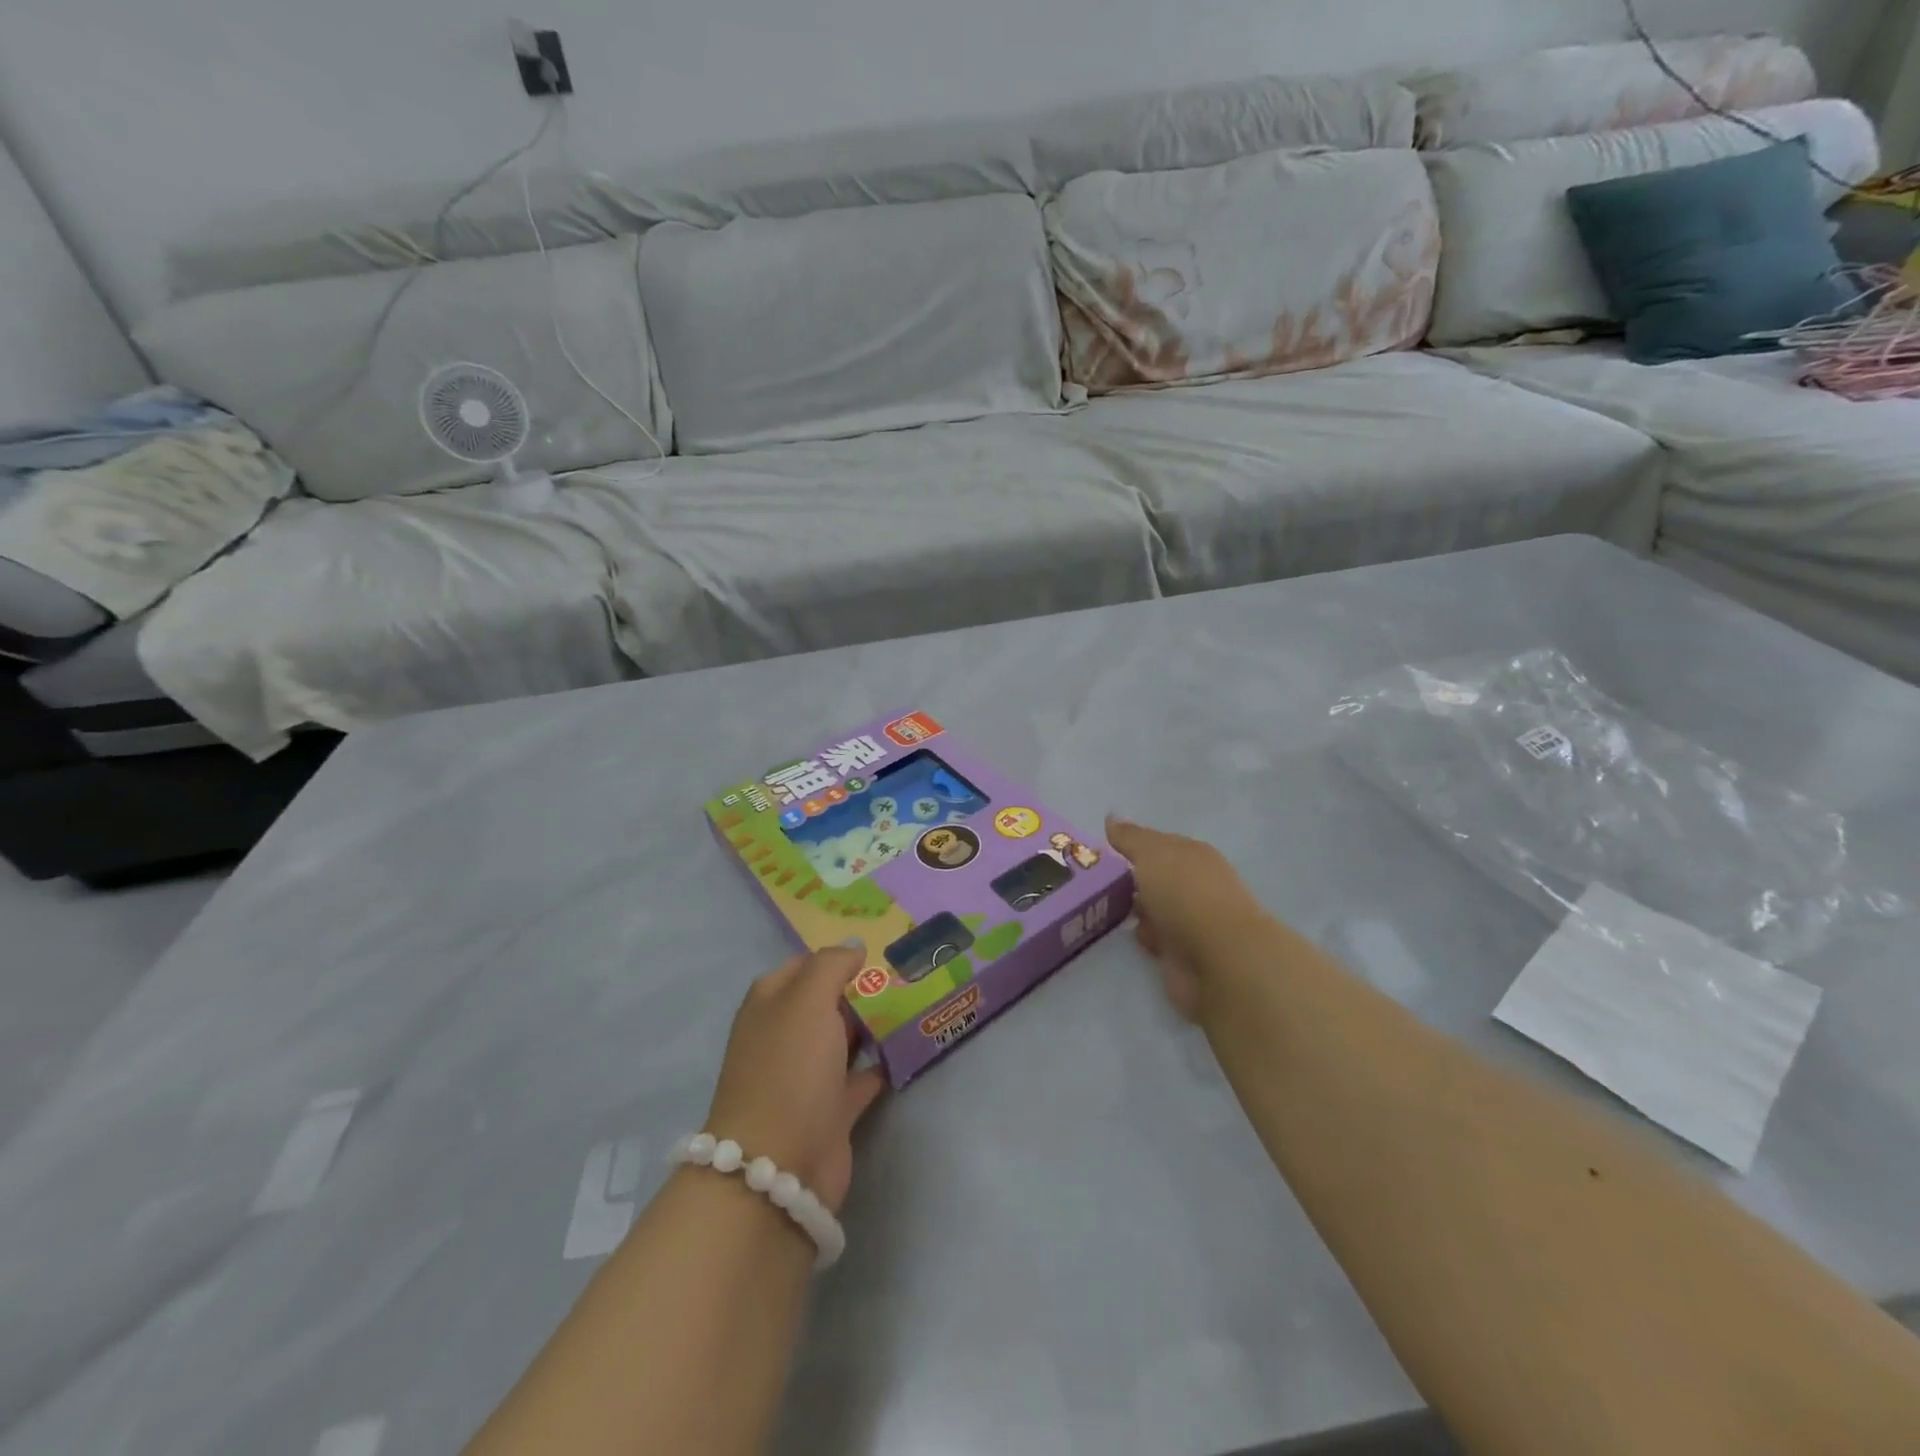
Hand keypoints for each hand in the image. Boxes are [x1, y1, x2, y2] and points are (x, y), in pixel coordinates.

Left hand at [705, 945, 886, 1213]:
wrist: (779, 1166)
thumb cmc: (789, 1069)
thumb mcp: (807, 1000)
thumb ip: (831, 965)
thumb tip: (854, 947)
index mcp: (771, 1004)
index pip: (804, 965)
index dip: (837, 955)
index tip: (879, 948)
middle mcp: (785, 1035)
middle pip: (826, 1001)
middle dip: (861, 987)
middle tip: (907, 972)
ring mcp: (807, 1075)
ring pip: (844, 1038)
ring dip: (874, 1023)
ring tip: (916, 1001)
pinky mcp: (831, 1110)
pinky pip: (861, 1076)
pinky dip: (882, 1063)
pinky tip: (910, 1047)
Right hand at [1106, 816, 1267, 1022]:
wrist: (1217, 960)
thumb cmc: (1185, 894)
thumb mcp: (1152, 854)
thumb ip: (1130, 838)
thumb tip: (1112, 817)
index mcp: (1193, 855)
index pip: (1158, 844)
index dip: (1131, 845)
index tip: (1101, 851)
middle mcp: (1194, 884)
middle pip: (1156, 876)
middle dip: (1130, 878)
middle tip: (1094, 879)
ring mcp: (1191, 920)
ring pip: (1154, 907)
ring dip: (1135, 908)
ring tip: (1102, 906)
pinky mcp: (1184, 952)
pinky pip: (1156, 937)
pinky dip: (1144, 935)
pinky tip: (1126, 933)